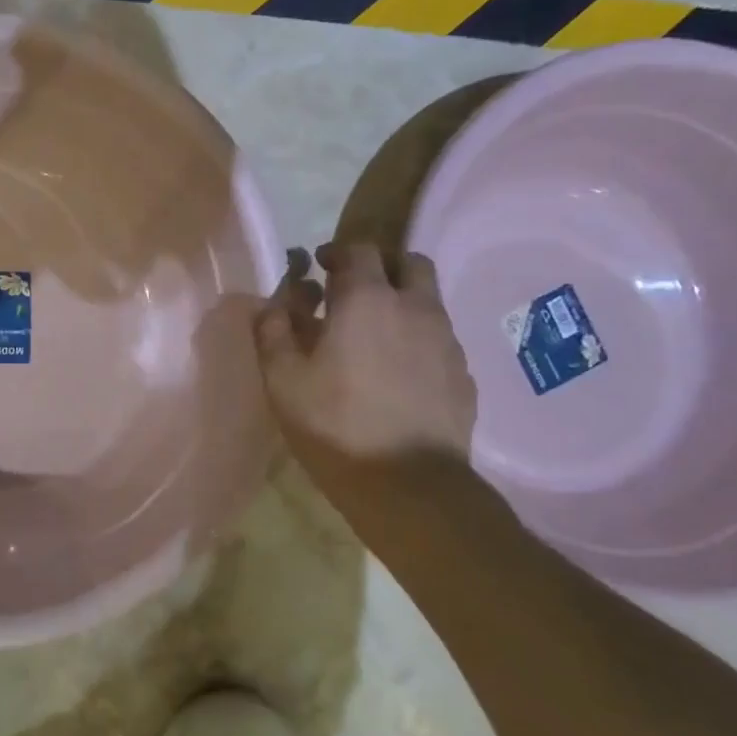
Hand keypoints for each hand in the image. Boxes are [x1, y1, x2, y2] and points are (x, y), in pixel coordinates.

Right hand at [255, 243, 475, 496]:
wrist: (409, 485)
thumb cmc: (335, 425)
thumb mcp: (282, 379)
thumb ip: (273, 330)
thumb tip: (275, 302)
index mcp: (367, 300)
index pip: (359, 249)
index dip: (337, 253)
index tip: (320, 269)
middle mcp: (415, 308)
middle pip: (408, 262)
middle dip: (381, 267)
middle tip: (353, 293)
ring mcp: (446, 340)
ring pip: (429, 300)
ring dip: (402, 303)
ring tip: (375, 337)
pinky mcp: (463, 374)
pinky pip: (440, 339)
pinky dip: (418, 340)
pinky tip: (398, 374)